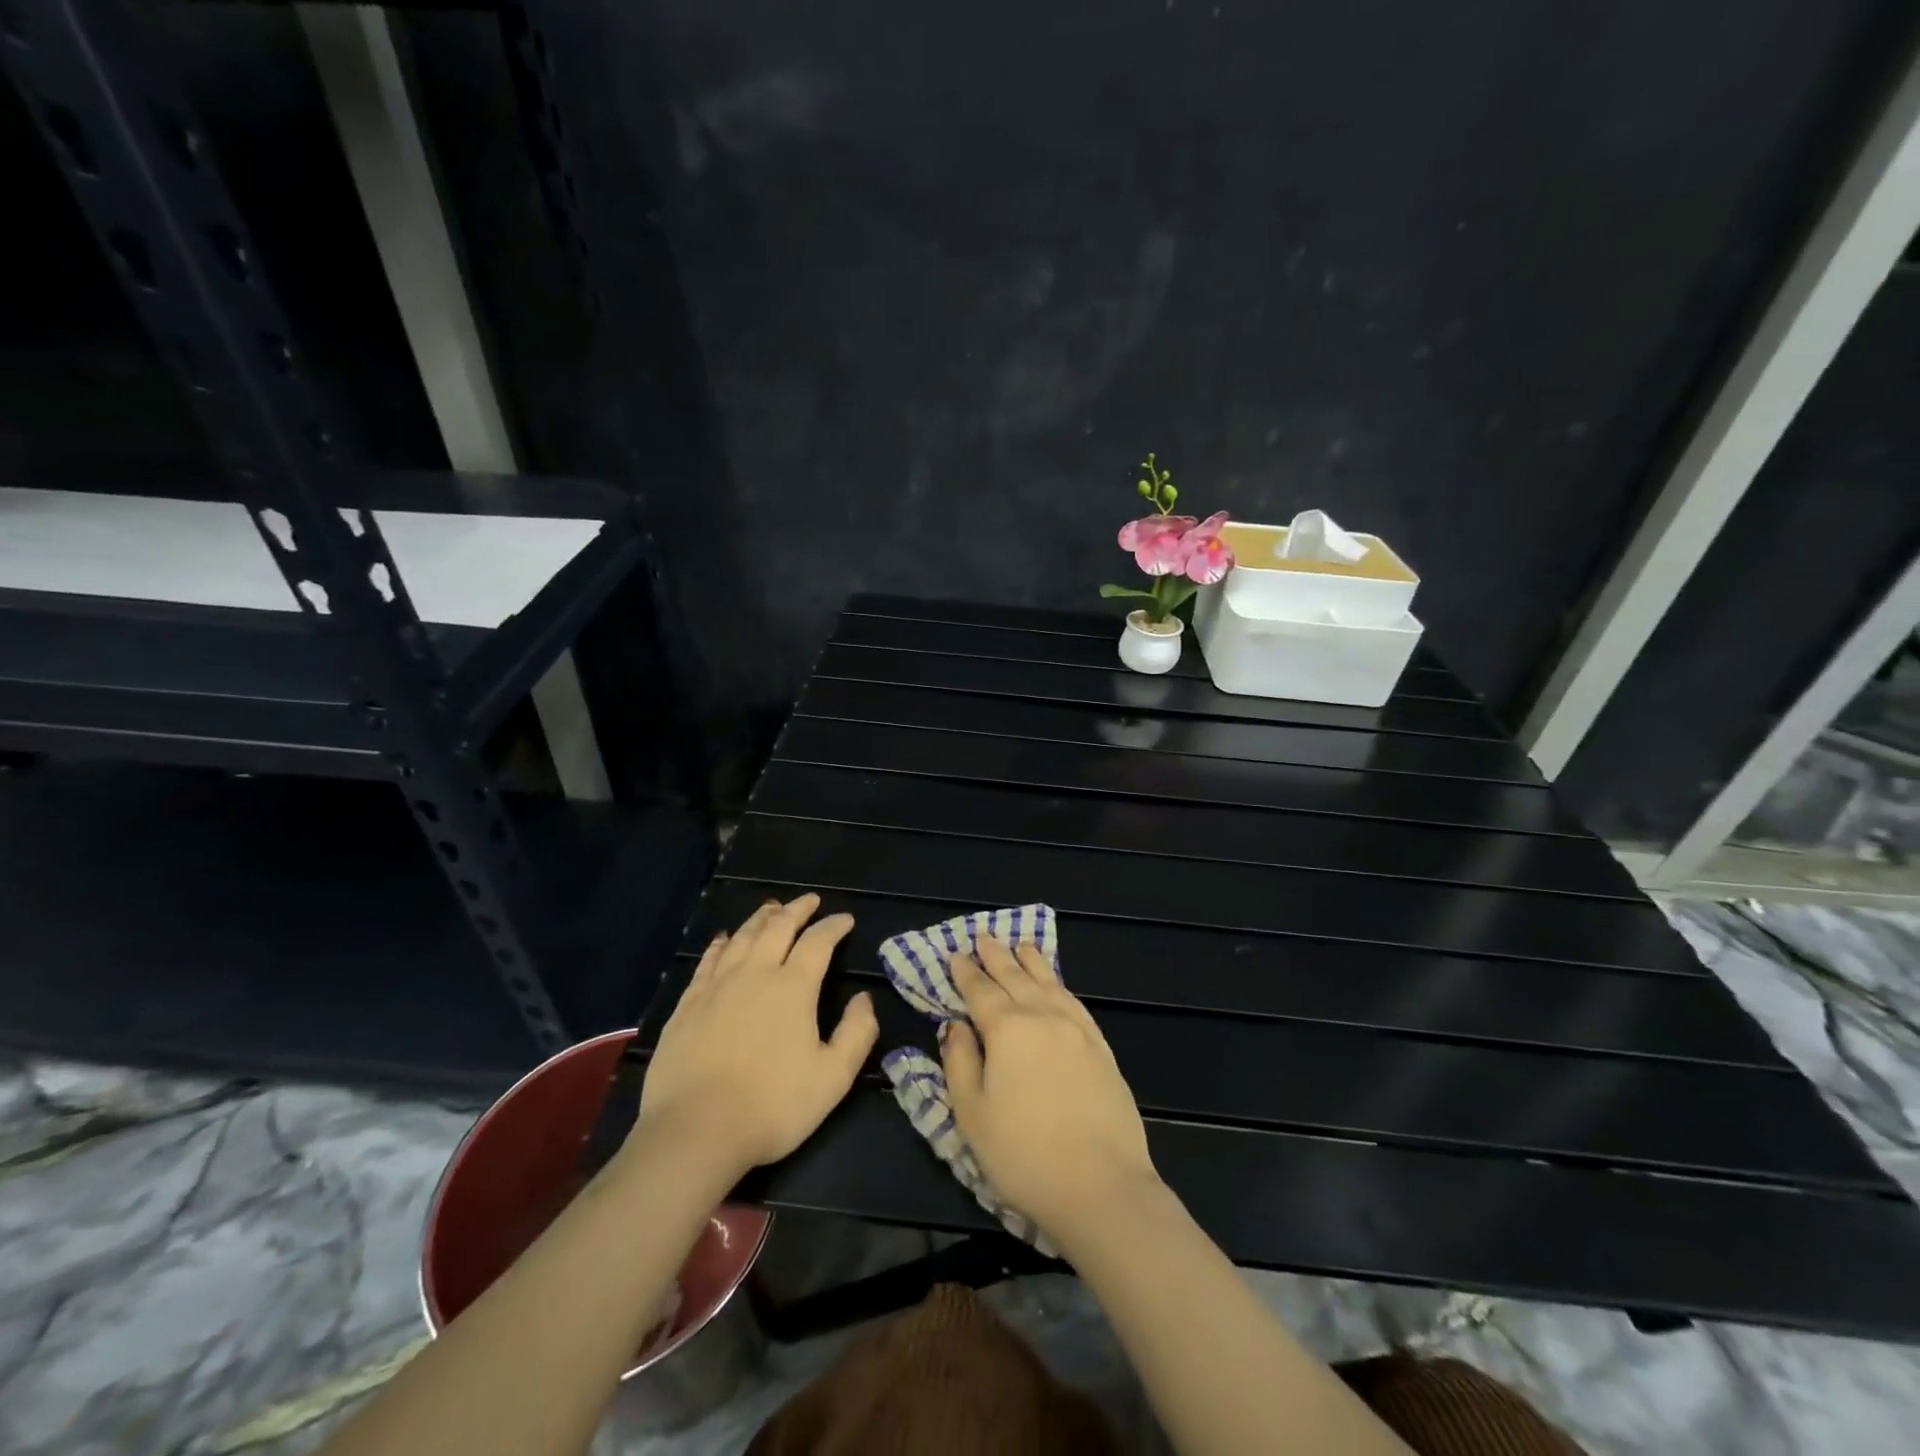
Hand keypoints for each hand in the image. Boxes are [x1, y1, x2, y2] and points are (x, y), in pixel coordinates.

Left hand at [632, 894, 876, 1181]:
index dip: (834, 926)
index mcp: (793, 987)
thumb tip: (864, 999)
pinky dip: (722, 943)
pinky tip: (724, 939)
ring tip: (772, 908)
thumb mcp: (833, 1078)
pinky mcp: (688, 1004)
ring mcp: (717, 986)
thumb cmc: (772, 1106)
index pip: (818, 941)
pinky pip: (708, 960)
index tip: (845, 919)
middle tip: (810, 900)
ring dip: (761, 918)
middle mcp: (755, 973)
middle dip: (798, 909)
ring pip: (743, 937)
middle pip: (778, 927)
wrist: (694, 1132)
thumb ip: (856, 1033)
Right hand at [940, 936, 1157, 1239]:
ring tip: (1021, 945)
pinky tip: (1056, 984)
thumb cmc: (1024, 1154)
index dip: (966, 972)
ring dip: (1031, 962)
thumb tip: (955, 1025)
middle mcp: (1043, 1017)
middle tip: (984, 936)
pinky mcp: (1101, 1047)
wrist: (1101, 1186)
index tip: (955, 954)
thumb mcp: (972, 1114)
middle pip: (1015, 977)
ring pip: (1049, 983)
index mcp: (1007, 1029)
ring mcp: (1077, 1030)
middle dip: (997, 956)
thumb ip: (959, 1062)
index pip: (981, 991)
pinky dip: (1060, 985)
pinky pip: (1074, 1002)